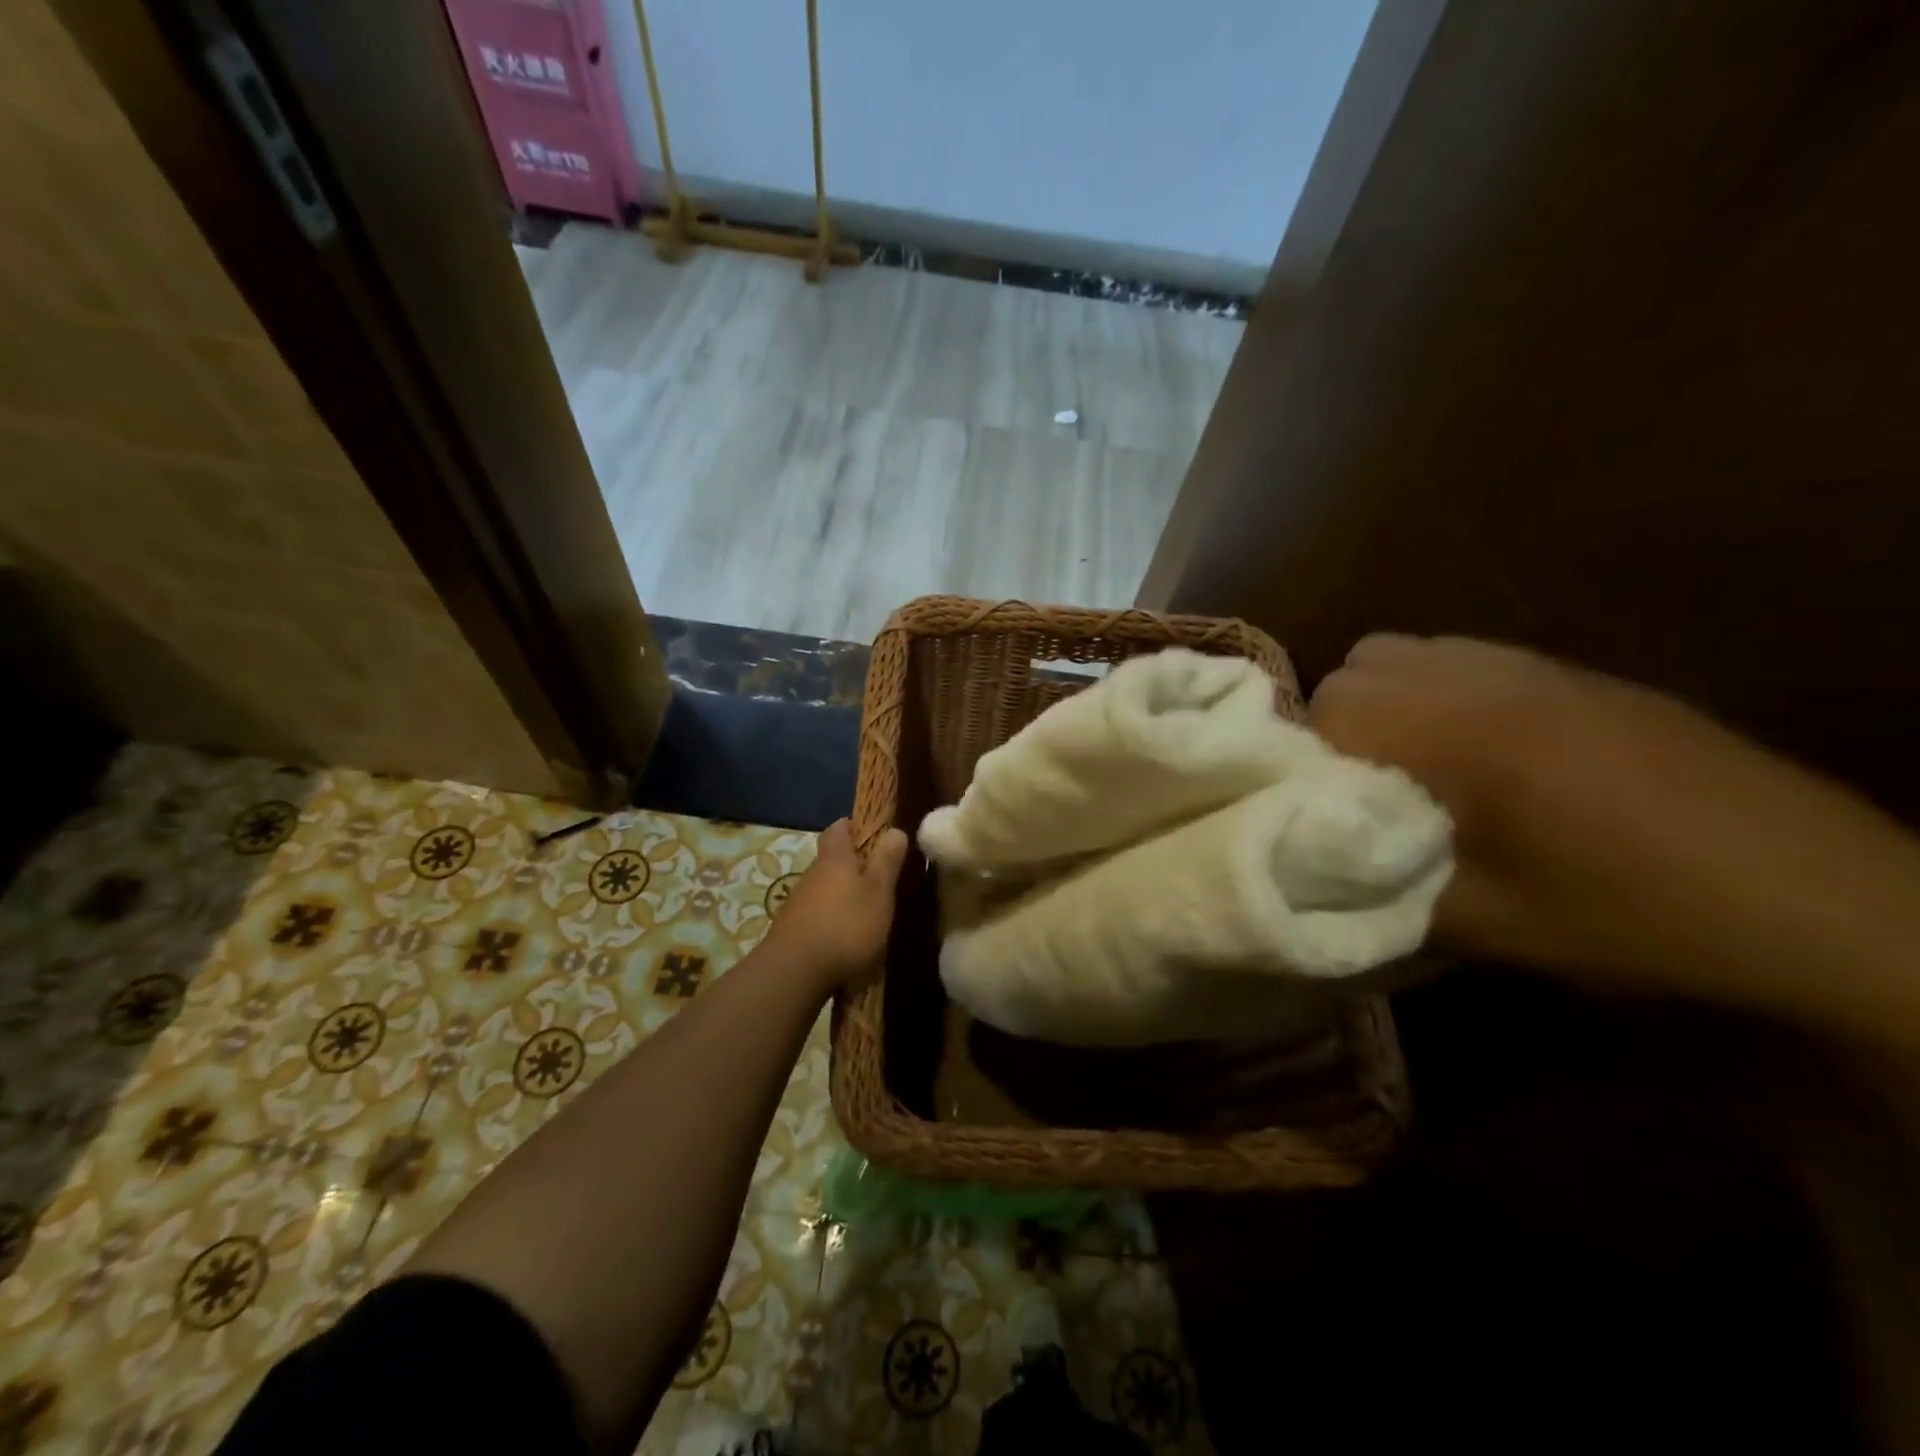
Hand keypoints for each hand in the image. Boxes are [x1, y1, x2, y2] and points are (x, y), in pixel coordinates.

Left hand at [760, 819, 909, 991]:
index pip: (838, 828)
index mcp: (834, 859)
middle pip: (831, 860)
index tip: (870, 834)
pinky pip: (815, 915)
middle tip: (877, 879)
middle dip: (852, 866)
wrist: (794, 972)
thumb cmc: (845, 925)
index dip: (852, 826)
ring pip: (823, 889)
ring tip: (865, 913)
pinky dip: (830, 920)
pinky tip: (844, 939)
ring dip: (841, 896)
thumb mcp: (878, 891)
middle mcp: (812, 875)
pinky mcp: (791, 931)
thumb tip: (895, 830)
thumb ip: (887, 861)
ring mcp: (797, 903)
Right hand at [1308, 634, 1919, 1050]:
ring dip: (1385, 701)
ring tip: (1412, 766)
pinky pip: (1464, 656)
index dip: (1310, 762)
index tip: (1327, 813)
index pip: (1329, 709)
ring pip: (1406, 651)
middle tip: (1366, 791)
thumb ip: (1381, 887)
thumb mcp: (1488, 926)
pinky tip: (1475, 751)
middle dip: (1339, 724)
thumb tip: (1316, 872)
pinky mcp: (1575, 673)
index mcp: (1462, 733)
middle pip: (1357, 668)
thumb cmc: (1635, 918)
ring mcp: (1536, 666)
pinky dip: (1437, 691)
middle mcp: (1487, 678)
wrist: (1821, 904)